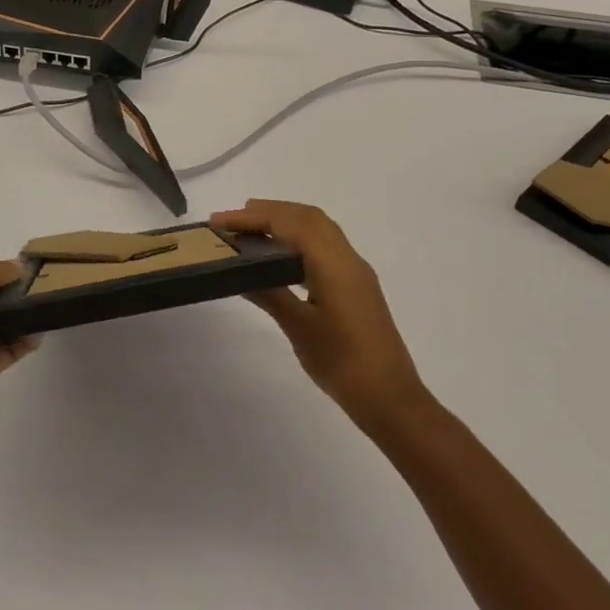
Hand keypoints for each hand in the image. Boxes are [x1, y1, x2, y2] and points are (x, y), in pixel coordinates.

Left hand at [0, 254, 36, 416]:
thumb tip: (19, 270)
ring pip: (1, 329)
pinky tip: (39, 331)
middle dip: (17, 296)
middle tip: (49, 287)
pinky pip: (4, 355)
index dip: (3, 272)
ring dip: (23, 320)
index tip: (34, 269)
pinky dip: (22, 345)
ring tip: (51, 308)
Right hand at [211, 200, 426, 428]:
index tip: (219, 221)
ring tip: (252, 233)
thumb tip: (240, 273)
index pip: (289, 224)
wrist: (390, 398)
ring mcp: (355, 271)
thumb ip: (269, 294)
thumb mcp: (299, 328)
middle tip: (233, 220)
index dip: (253, 217)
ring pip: (319, 229)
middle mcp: (347, 258)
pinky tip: (281, 259)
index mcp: (333, 263)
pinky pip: (325, 246)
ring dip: (286, 222)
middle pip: (307, 217)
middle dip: (270, 211)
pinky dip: (300, 239)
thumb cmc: (342, 362)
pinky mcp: (357, 286)